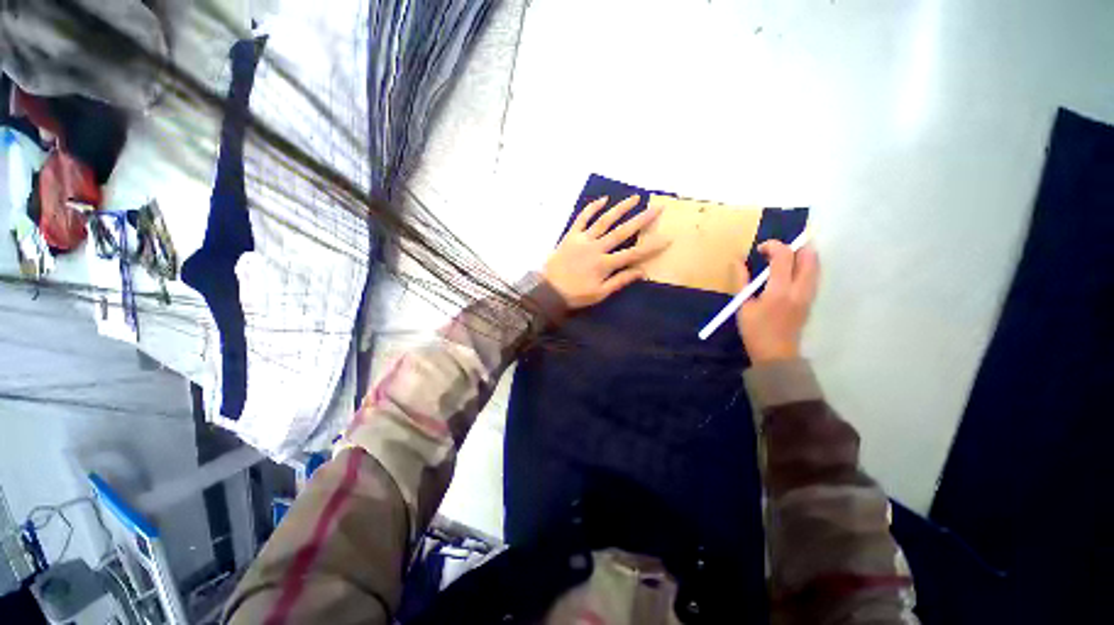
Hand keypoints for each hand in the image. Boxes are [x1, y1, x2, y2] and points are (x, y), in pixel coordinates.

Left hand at [542, 195, 669, 308]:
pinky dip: (592, 208)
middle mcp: (596, 248)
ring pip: (604, 220)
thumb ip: (620, 281)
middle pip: (622, 231)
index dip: (651, 247)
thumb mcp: (600, 293)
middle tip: (657, 208)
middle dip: (641, 219)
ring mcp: (583, 239)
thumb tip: (641, 271)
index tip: (667, 238)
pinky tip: (603, 199)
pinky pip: (582, 218)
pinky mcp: (571, 235)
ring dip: (620, 208)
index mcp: (605, 264)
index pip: (633, 254)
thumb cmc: (576, 295)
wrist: (549, 290)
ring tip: (635, 198)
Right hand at [735, 241, 819, 363]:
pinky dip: (805, 266)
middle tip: (779, 248)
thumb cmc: (755, 331)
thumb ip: (741, 281)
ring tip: (785, 257)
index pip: (784, 257)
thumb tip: (738, 260)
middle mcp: (799, 289)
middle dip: (796, 246)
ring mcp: (808, 295)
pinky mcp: (810, 300)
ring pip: (815, 265)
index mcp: (779, 291)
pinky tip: (790, 271)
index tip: (760, 249)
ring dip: (802, 255)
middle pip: (809, 257)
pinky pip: (813, 275)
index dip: (773, 246)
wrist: (776, 354)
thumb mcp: (743, 306)